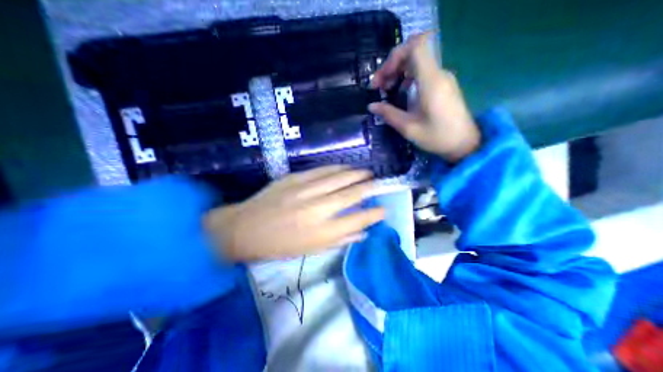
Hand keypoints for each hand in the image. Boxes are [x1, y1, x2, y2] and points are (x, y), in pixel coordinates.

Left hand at [204, 166, 385, 261]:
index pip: (357, 220)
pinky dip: (337, 168)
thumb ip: (339, 239)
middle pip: (350, 195)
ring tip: (367, 173)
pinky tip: (345, 167)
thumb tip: (362, 232)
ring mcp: (305, 191)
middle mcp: (317, 210)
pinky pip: (322, 170)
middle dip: (368, 188)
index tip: (383, 210)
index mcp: (321, 232)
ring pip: (338, 178)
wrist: (245, 228)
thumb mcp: (311, 250)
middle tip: (378, 183)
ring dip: (356, 174)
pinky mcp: (294, 179)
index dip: (373, 214)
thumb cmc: (279, 245)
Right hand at [368, 32, 481, 162]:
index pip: (415, 47)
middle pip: (412, 54)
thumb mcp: (408, 128)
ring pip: (416, 62)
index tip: (382, 77)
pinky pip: (422, 72)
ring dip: (397, 72)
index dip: (395, 56)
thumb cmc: (437, 137)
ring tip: (385, 90)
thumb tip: (371, 106)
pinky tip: (399, 93)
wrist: (464, 143)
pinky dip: (406, 78)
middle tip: (377, 87)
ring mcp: (442, 78)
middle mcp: (438, 74)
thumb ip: (389, 114)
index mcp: (431, 81)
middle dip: (391, 66)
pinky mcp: (443, 85)